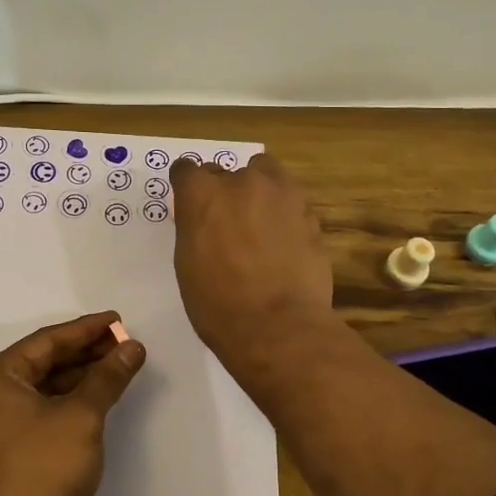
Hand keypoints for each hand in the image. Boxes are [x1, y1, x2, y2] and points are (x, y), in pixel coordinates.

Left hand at [0, 311, 146, 495]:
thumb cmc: (40, 470)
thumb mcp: (81, 417)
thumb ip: (107, 378)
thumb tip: (133, 347)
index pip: (46, 340)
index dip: (86, 329)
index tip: (118, 320)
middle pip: (42, 363)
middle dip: (84, 354)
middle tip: (123, 344)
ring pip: (40, 390)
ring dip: (77, 380)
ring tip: (115, 370)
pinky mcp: (0, 455)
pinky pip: (36, 414)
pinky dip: (64, 405)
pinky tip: (93, 405)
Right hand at [170, 153, 334, 364]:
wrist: (278, 326)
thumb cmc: (218, 304)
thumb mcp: (187, 263)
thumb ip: (194, 228)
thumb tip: (204, 220)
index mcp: (202, 194)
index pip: (186, 169)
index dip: (188, 185)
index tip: (191, 202)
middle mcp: (241, 182)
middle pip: (228, 171)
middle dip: (226, 191)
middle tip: (228, 222)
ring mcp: (280, 194)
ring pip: (266, 173)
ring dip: (259, 190)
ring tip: (260, 222)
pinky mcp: (309, 212)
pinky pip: (291, 201)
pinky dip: (285, 213)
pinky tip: (284, 241)